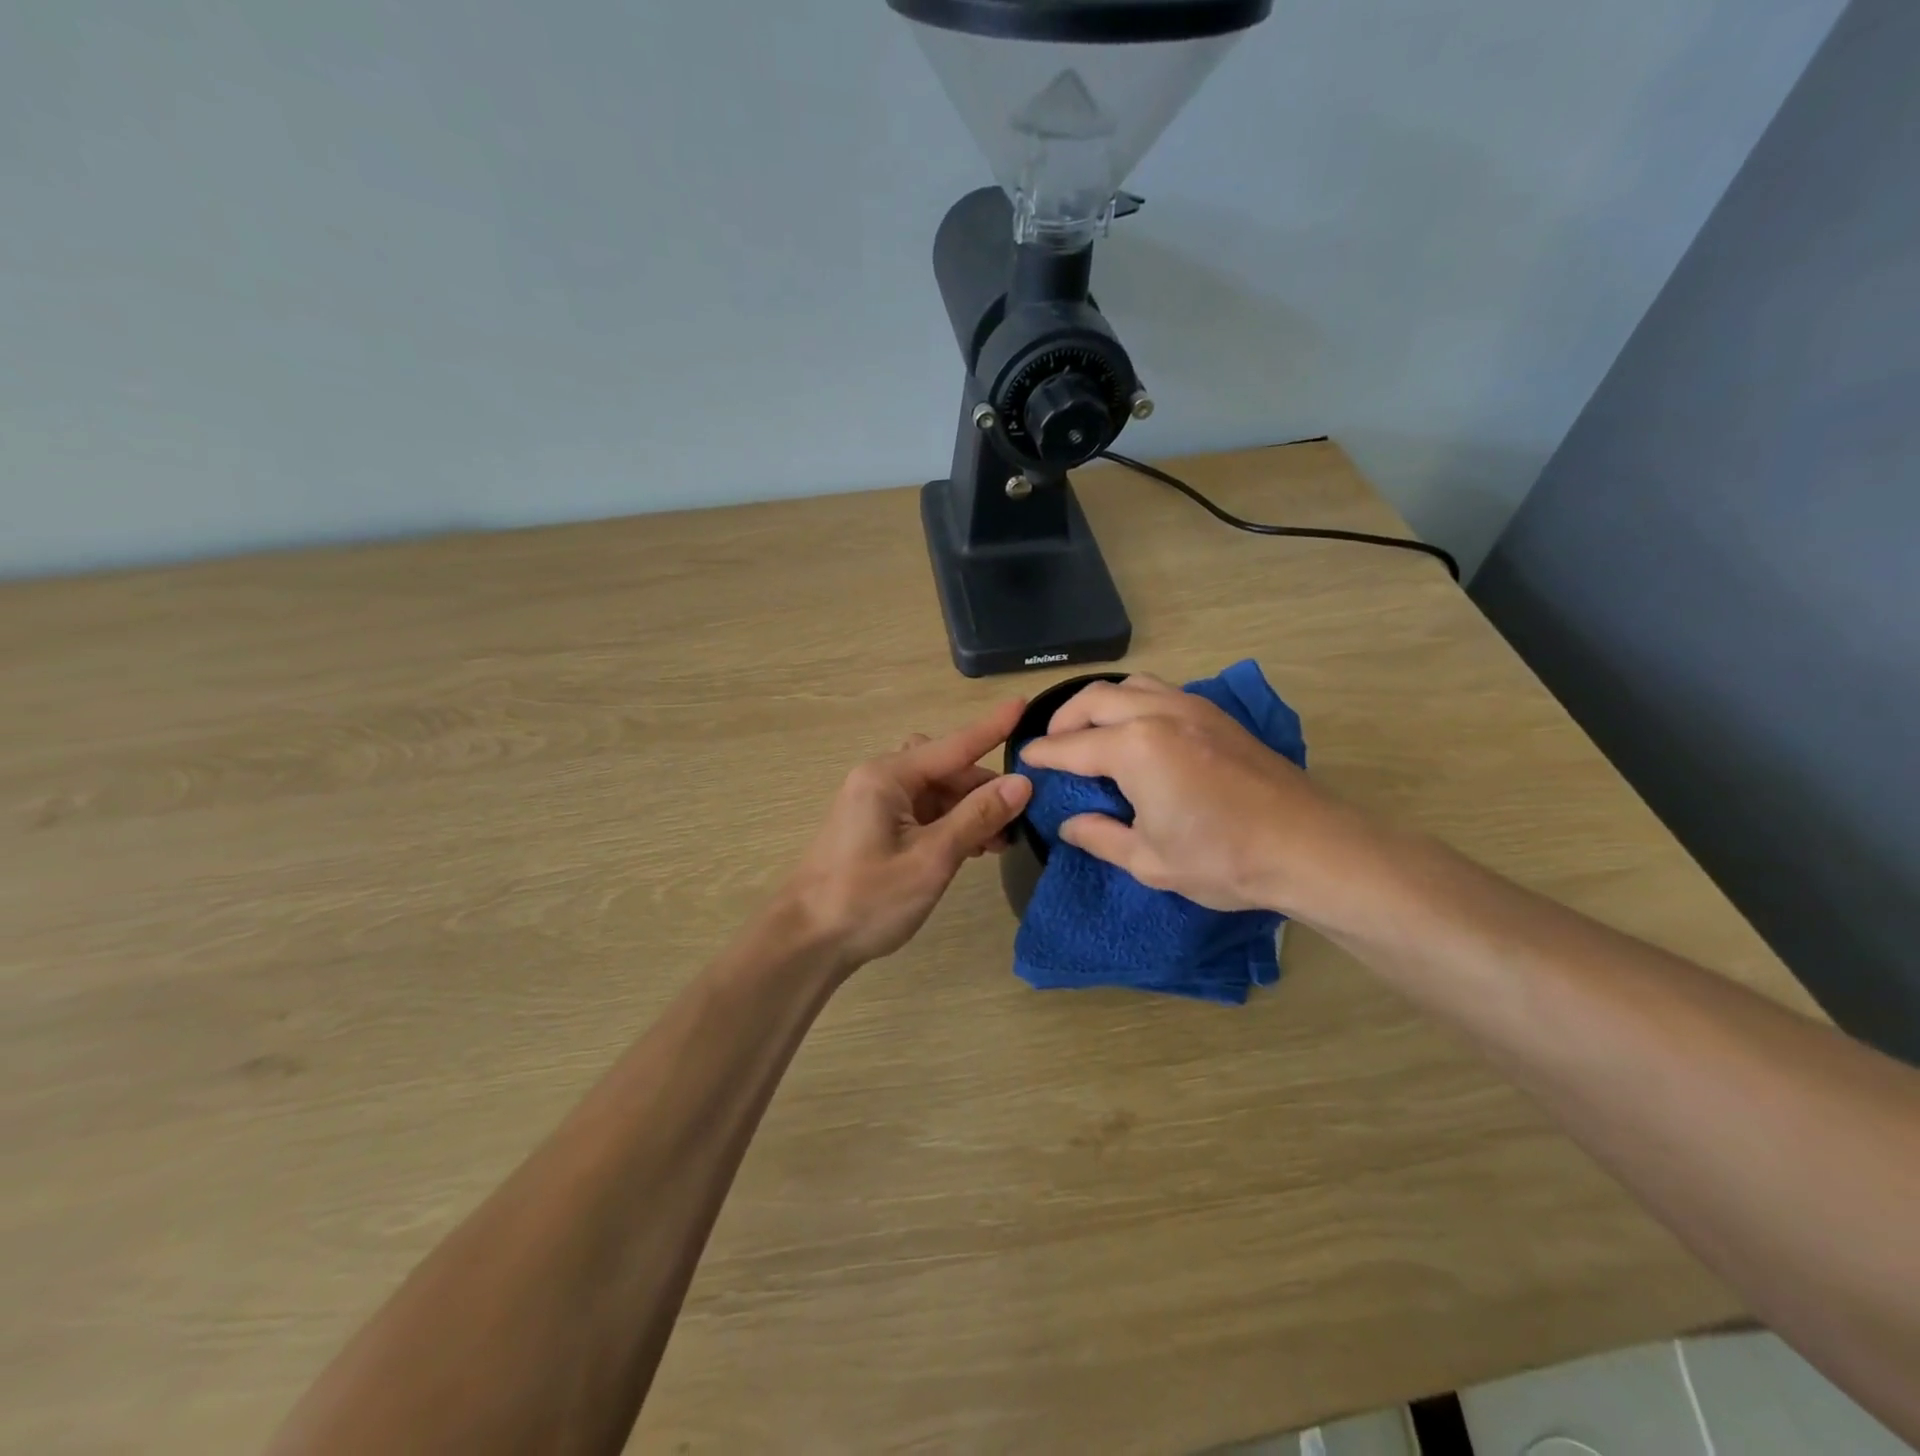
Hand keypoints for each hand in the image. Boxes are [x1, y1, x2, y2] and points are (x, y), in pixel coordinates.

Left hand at [779, 701, 1033, 969]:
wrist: (807, 941)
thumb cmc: (867, 898)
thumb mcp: (931, 859)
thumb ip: (977, 818)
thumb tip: (1021, 783)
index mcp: (888, 776)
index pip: (953, 745)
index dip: (991, 728)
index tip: (1023, 703)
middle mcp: (880, 780)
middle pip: (945, 768)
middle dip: (983, 787)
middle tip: (1020, 817)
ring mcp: (876, 805)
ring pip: (936, 791)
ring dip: (969, 809)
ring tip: (1001, 841)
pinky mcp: (876, 828)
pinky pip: (923, 812)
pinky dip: (950, 824)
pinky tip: (973, 848)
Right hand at [1018, 675, 1365, 915]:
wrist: (1309, 847)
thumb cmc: (1223, 859)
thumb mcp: (1149, 861)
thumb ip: (1100, 836)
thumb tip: (1070, 823)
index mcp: (1135, 748)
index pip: (1072, 746)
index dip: (1043, 754)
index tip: (1025, 758)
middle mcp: (1159, 714)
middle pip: (1095, 699)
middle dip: (1065, 718)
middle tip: (1054, 745)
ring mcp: (1193, 708)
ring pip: (1131, 685)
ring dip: (1101, 702)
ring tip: (1093, 731)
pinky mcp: (1218, 715)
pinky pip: (1161, 691)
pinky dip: (1134, 701)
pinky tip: (1139, 731)